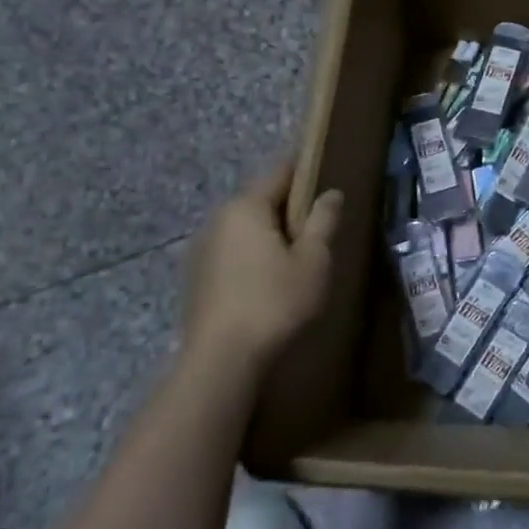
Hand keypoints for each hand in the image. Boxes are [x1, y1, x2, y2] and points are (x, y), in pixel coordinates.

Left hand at [182, 164, 343, 380]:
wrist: (221, 360)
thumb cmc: (275, 301)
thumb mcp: (313, 259)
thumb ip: (324, 220)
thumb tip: (331, 193)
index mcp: (246, 206)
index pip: (280, 172)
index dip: (306, 169)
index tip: (327, 171)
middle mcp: (218, 218)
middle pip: (260, 199)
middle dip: (289, 205)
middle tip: (319, 223)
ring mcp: (202, 248)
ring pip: (245, 227)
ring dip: (270, 232)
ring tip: (297, 253)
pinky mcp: (197, 276)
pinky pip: (233, 250)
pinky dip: (253, 254)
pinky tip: (270, 279)